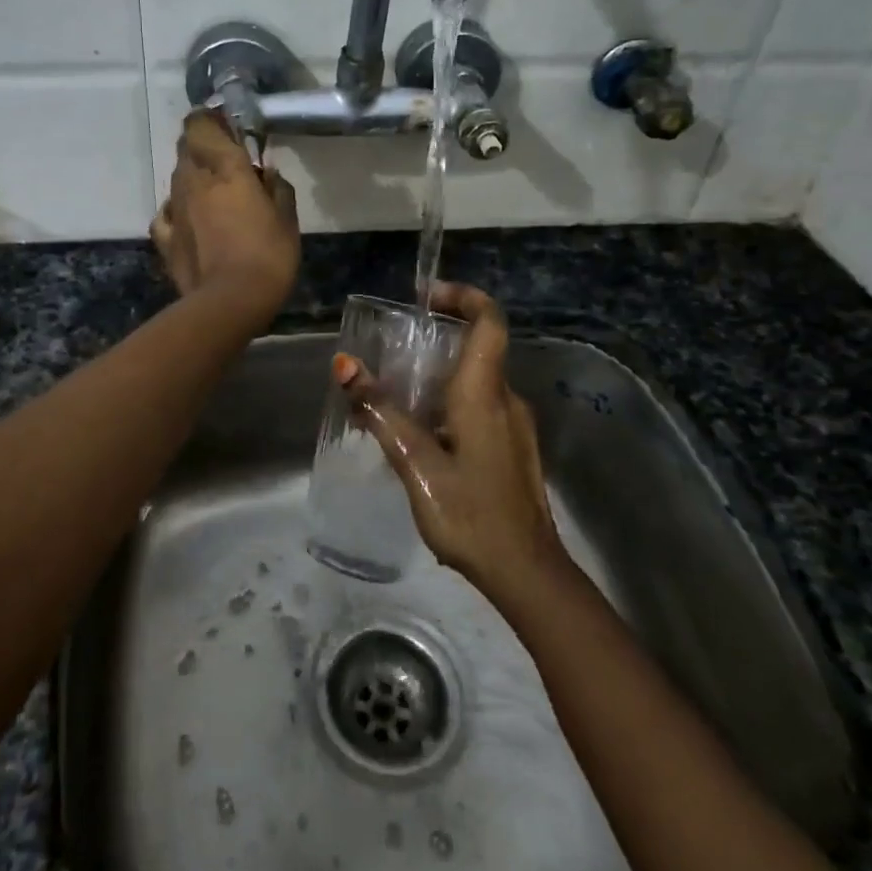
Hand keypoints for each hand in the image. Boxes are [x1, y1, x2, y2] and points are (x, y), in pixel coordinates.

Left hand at [151, 110, 298, 327]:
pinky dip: (177, 208)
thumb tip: (267, 171)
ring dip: (192, 176)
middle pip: (186, 147)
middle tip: (225, 157)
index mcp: (225, 168)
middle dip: (202, 145)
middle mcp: (193, 180)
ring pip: (176, 177)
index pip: (201, 125)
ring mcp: (174, 208)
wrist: (229, 302)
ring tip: (214, 191)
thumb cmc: (267, 256)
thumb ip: (277, 188)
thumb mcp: (287, 219)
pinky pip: (166, 211)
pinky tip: (190, 218)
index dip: (209, 119)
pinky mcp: (164, 236)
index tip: (226, 124)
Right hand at [333, 282, 562, 596]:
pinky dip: (447, 406)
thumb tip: (344, 365)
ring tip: (392, 399)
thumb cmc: (471, 514)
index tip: (426, 296)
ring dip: (437, 379)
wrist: (527, 574)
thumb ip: (380, 412)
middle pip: (477, 349)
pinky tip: (418, 437)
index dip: (463, 296)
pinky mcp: (512, 450)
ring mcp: (514, 427)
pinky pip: (478, 410)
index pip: (488, 321)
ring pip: (474, 383)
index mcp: (485, 393)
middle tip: (391, 351)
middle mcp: (506, 400)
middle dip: (436, 340)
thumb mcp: (416, 463)